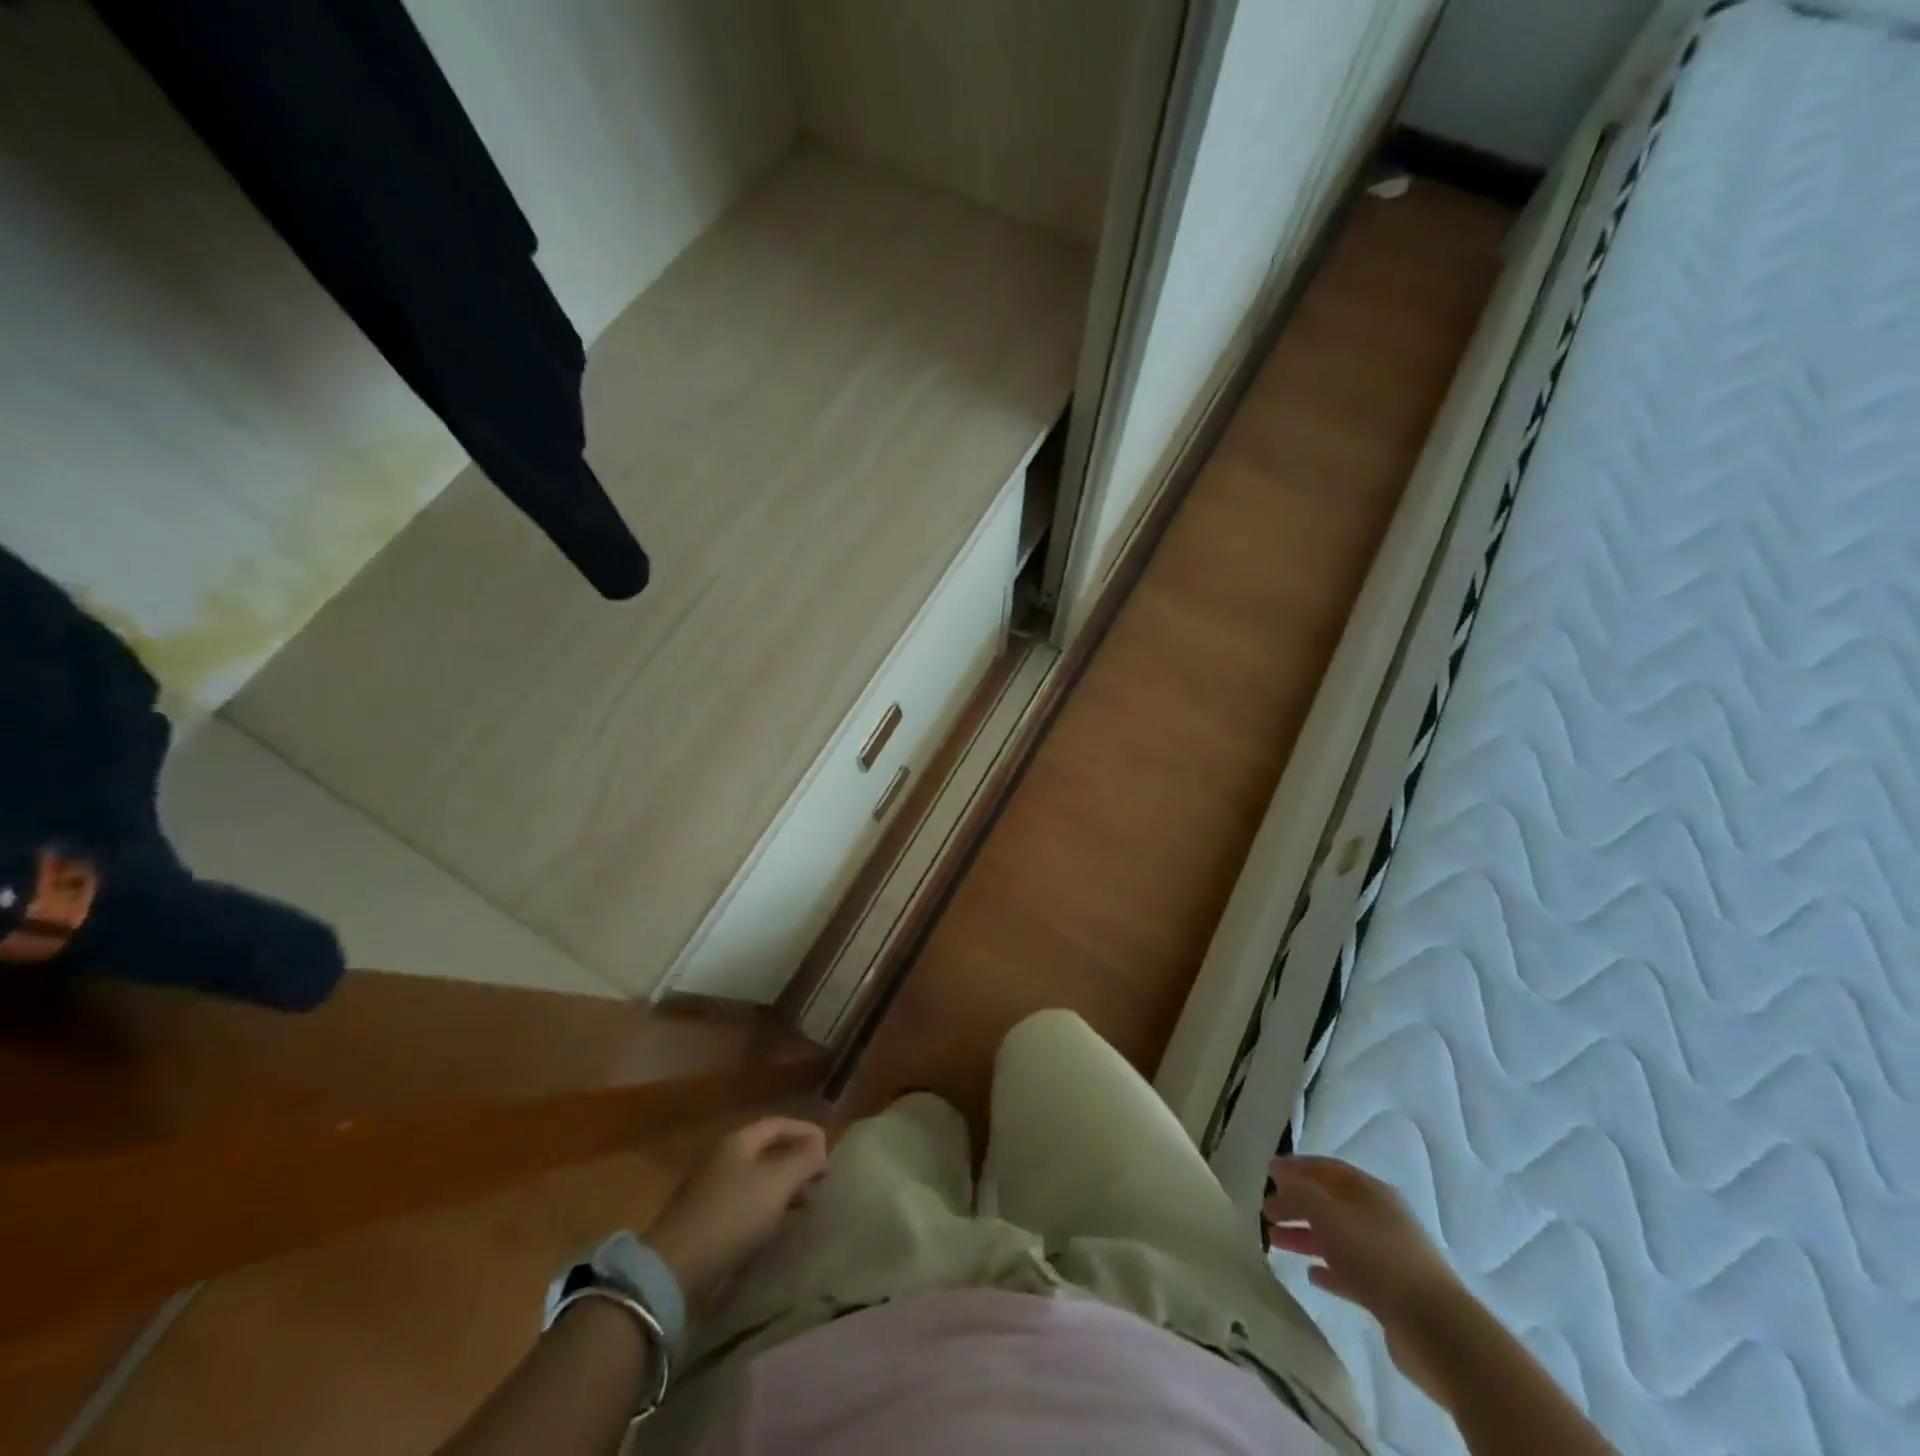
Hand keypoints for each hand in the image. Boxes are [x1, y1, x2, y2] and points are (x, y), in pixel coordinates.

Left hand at [644, 1117, 828, 1306]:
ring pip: (756, 1180)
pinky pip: (744, 1205)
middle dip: (796, 1161)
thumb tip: (820, 1147)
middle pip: (767, 1151)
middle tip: (820, 1179)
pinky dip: (766, 1209)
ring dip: (782, 1188)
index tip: (829, 1149)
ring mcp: (711, 1191)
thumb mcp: (777, 1182)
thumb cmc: (732, 1215)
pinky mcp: (705, 1223)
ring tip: (805, 1204)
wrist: (674, 1270)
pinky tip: (775, 1227)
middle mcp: (723, 1159)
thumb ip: (804, 1159)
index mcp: (738, 1141)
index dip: (806, 1131)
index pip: (779, 1124)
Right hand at [1264, 1155, 1469, 1403]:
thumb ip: (1299, 1192)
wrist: (1435, 1329)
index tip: (1268, 1171)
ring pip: (1337, 1237)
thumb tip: (1280, 1175)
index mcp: (1369, 1191)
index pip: (1326, 1168)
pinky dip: (1329, 1268)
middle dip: (1296, 1204)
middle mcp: (1380, 1217)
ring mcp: (1387, 1255)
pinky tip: (1311, 1275)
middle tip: (1266, 1213)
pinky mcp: (1391, 1292)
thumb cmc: (1376, 1257)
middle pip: (1330, 1203)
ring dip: (1306, 1236)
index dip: (1296, 1167)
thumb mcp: (1327, 1214)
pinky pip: (1351, 1272)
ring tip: (1275, 1243)